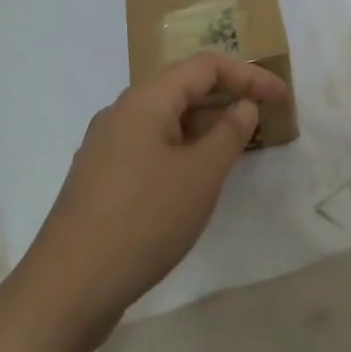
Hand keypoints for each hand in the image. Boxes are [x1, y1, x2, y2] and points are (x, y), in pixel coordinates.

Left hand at [21, 54, 289, 336]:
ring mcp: (107, 144)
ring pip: (166, 119)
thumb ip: (228, 134)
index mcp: (145, 99)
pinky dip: (182, 148)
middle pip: (183, 88)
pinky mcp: (101, 176)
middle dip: (227, 98)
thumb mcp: (200, 176)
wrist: (68, 285)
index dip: (248, 75)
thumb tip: (243, 106)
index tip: (282, 97)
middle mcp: (122, 111)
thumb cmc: (144, 220)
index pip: (205, 66)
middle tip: (265, 120)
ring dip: (205, 126)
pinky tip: (197, 177)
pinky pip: (151, 145)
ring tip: (238, 148)